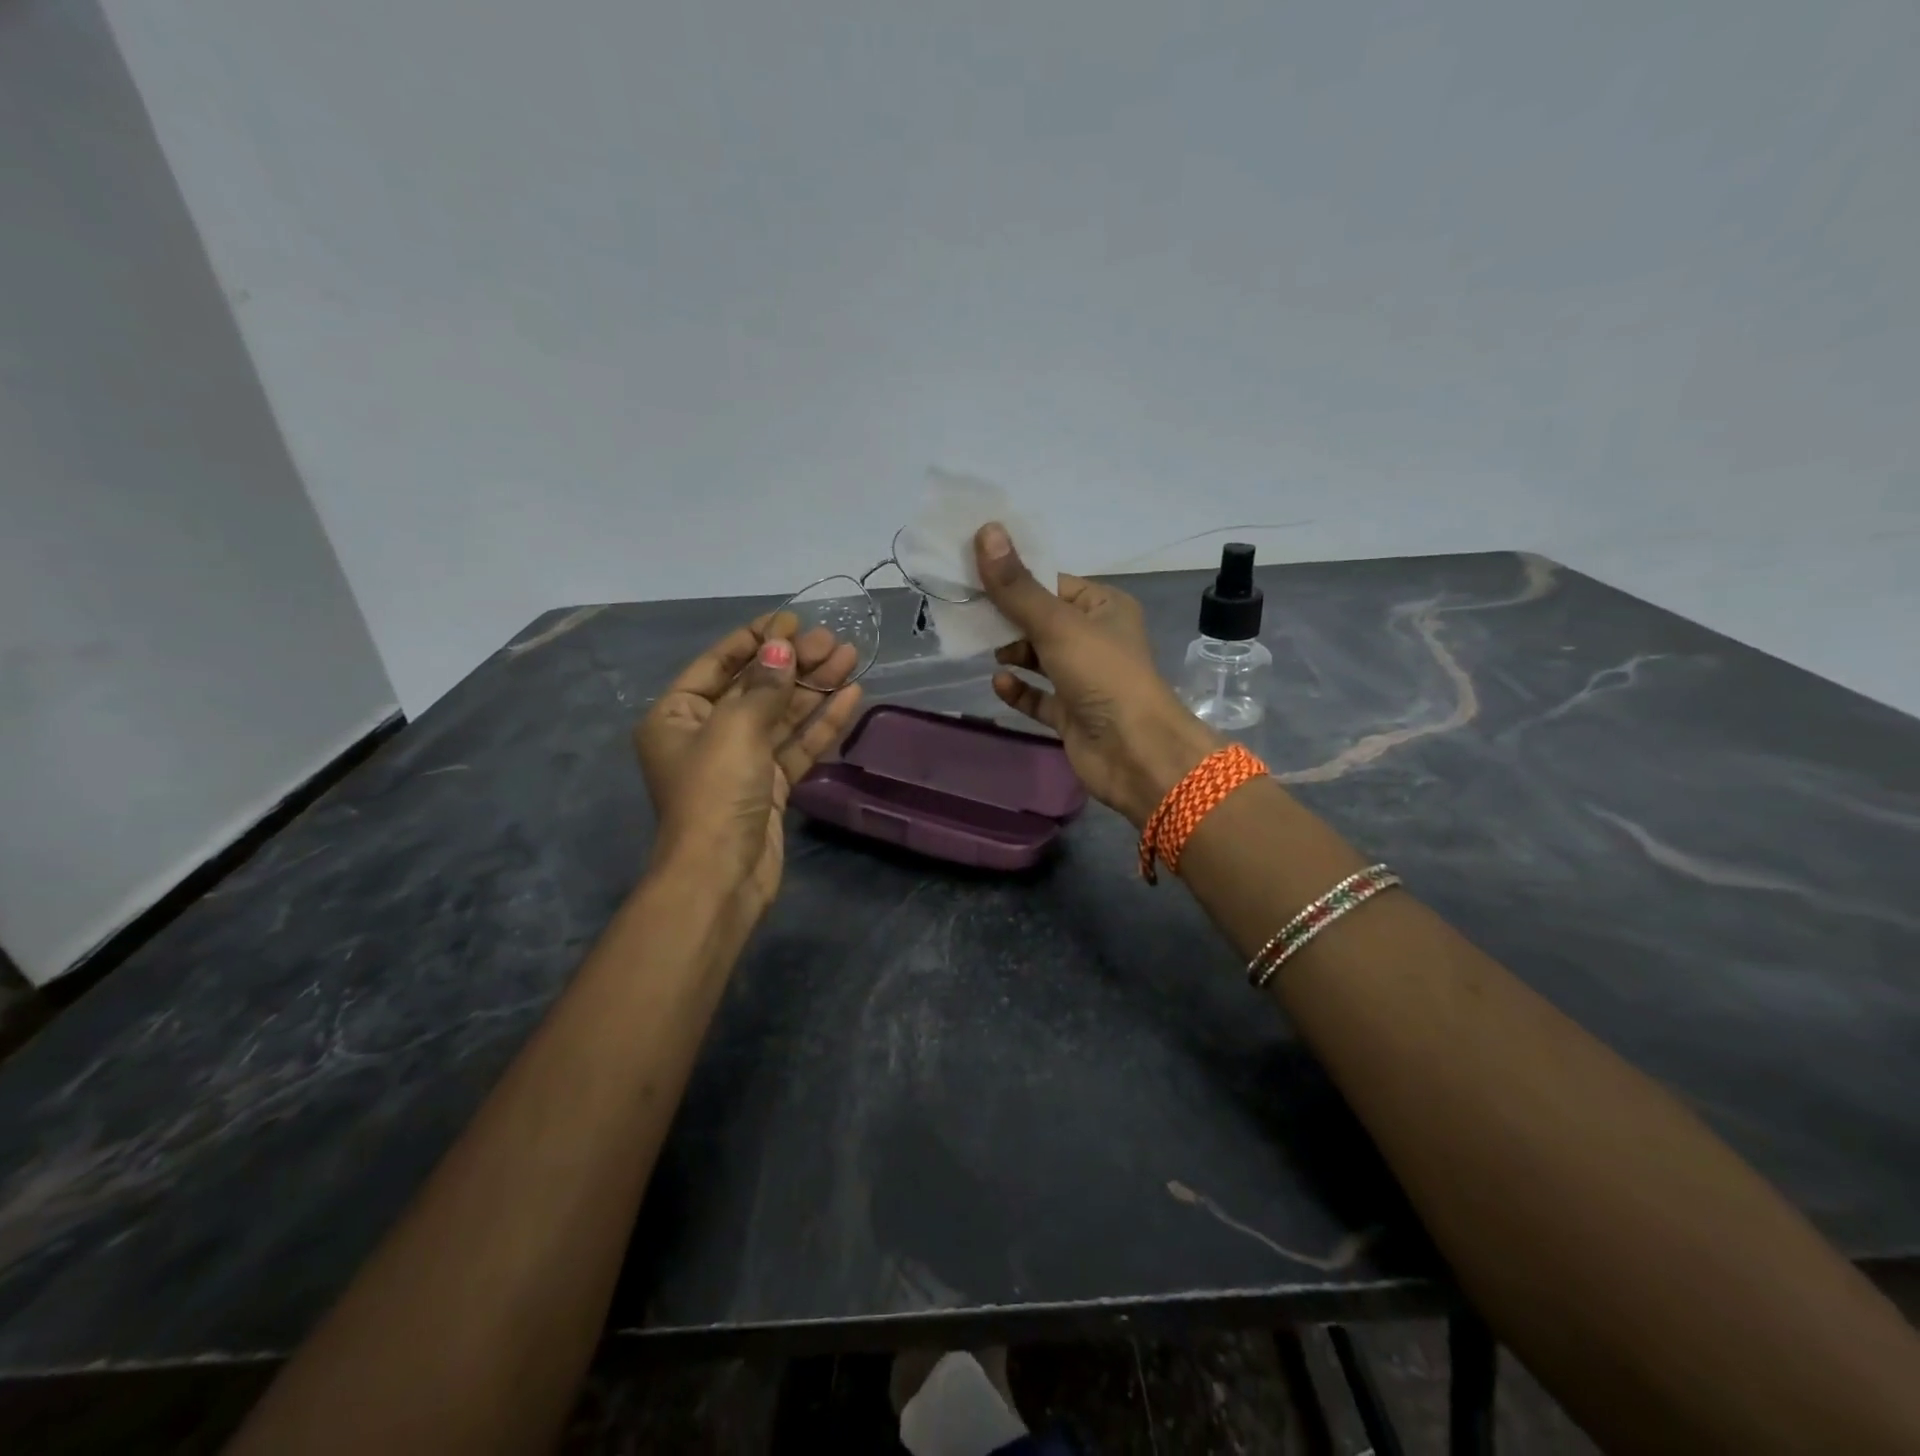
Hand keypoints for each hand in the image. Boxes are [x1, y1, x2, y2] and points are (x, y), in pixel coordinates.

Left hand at [634, 614, 863, 918]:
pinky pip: (797, 746)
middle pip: (755, 688)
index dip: (756, 639)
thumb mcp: (735, 729)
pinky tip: (851, 696)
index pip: (718, 664)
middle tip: (832, 640)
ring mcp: (741, 762)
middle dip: (794, 663)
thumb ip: (763, 686)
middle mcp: (707, 735)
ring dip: (815, 687)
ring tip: (851, 657)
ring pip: (782, 716)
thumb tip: (783, 647)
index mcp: (677, 716)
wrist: (721, 876)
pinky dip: (822, 723)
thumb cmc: (715, 793)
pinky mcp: (770, 787)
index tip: (792, 619)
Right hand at [977, 523, 1217, 826]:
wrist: (1134, 752)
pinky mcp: (1071, 714)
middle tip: (966, 613)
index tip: (973, 573)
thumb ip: (1017, 586)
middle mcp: (1095, 640)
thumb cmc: (1101, 675)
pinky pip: (1038, 696)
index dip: (1015, 578)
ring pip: (1038, 658)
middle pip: (1041, 620)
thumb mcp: (1056, 624)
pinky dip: (1019, 690)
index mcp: (1104, 607)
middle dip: (1007, 618)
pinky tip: (998, 683)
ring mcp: (1084, 679)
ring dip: (1011, 653)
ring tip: (980, 648)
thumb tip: (985, 531)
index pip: (1052, 584)